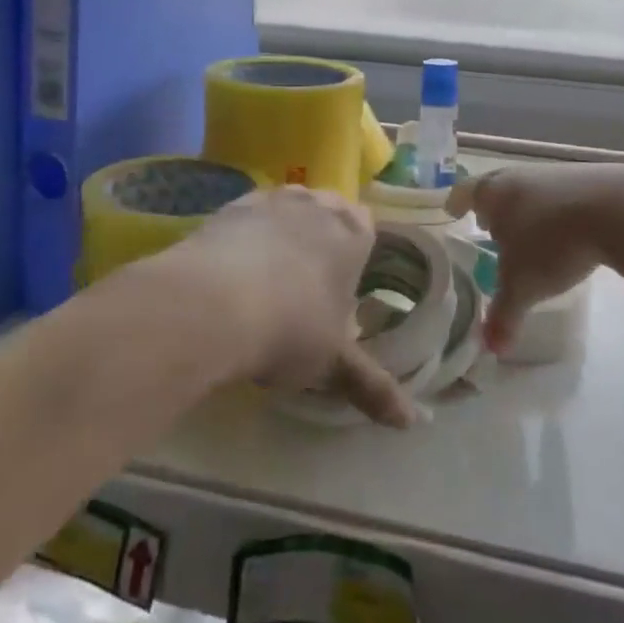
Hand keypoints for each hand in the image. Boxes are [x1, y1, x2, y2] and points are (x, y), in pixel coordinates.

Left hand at [171, 186, 412, 427]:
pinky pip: (247, 219)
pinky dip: (245, 238)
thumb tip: (411, 422)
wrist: (212, 303)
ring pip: (287, 211)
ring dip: (283, 234)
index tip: (345, 284)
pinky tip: (232, 272)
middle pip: (327, 213)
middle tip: (309, 285)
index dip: (358, 253)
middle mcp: (315, 204)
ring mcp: (270, 200)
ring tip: (268, 280)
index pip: (368, 228)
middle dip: (322, 240)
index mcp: (353, 232)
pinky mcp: (229, 207)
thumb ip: (374, 386)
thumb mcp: (335, 363)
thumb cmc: (291, 328)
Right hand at [448, 164, 623, 352]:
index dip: (457, 203)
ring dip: (525, 207)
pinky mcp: (587, 178)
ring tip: (528, 231)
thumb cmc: (551, 243)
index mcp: (492, 193)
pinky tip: (566, 229)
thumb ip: (504, 315)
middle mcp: (518, 176)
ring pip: (529, 189)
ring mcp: (554, 174)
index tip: (452, 210)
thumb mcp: (523, 286)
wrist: (614, 209)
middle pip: (496, 186)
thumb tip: (491, 349)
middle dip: (491, 206)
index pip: (464, 193)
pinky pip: (560, 193)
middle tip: (487, 225)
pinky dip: (556, 209)